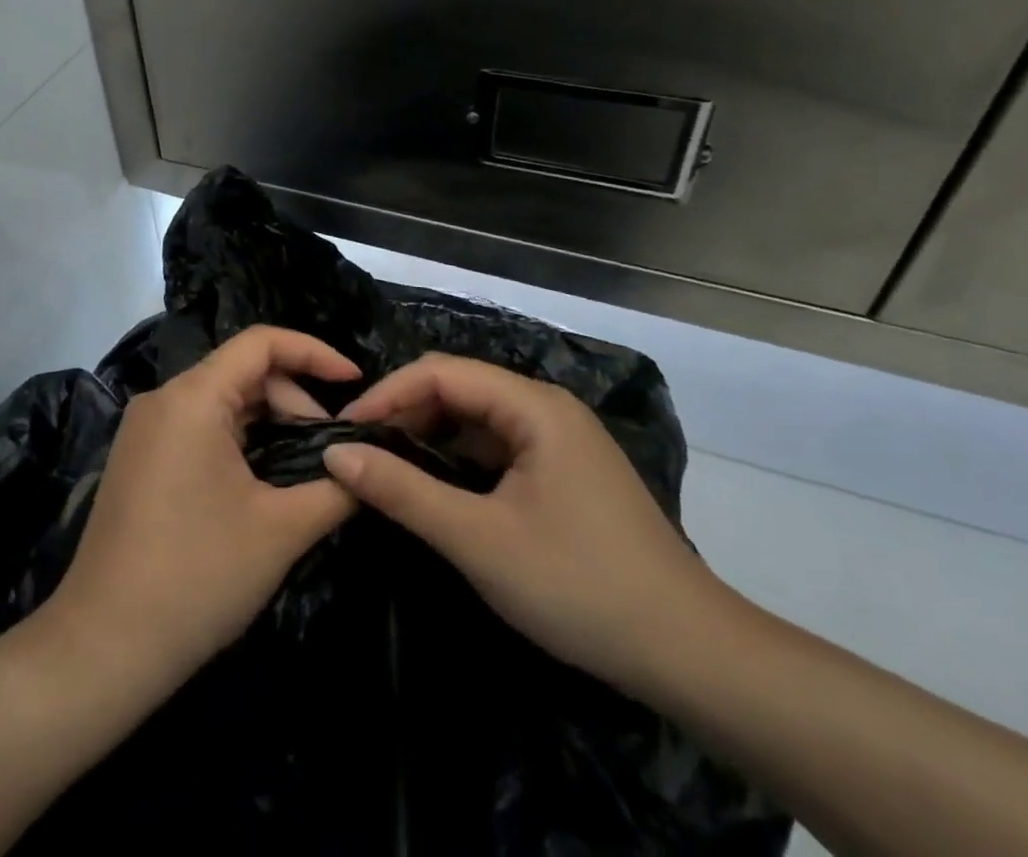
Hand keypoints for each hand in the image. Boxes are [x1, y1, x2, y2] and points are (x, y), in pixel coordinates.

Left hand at [44, 326, 361, 684]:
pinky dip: (240, 439)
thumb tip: (369, 466)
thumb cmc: (197, 577)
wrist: (102, 649)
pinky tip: (262, 480)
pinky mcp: (139, 459)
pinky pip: (199, 427)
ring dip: (269, 422)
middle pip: (243, 371)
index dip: (314, 352)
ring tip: (304, 469)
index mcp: (192, 397)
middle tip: (330, 450)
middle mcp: (163, 399)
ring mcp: (145, 430)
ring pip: (222, 401)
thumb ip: (336, 488)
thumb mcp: (281, 530)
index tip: (354, 380)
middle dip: (294, 400)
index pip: (261, 342)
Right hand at [322, 354, 720, 688]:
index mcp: (534, 405)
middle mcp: (546, 408)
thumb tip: (337, 454)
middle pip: (459, 389)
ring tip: (385, 468)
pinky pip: (497, 447)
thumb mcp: (480, 540)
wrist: (690, 654)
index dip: (387, 393)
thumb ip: (404, 492)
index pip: (441, 373)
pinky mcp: (563, 471)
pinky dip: (458, 461)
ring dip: (429, 438)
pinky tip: (435, 488)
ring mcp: (559, 439)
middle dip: (405, 414)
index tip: (344, 430)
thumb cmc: (580, 586)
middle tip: (358, 452)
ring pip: (476, 420)